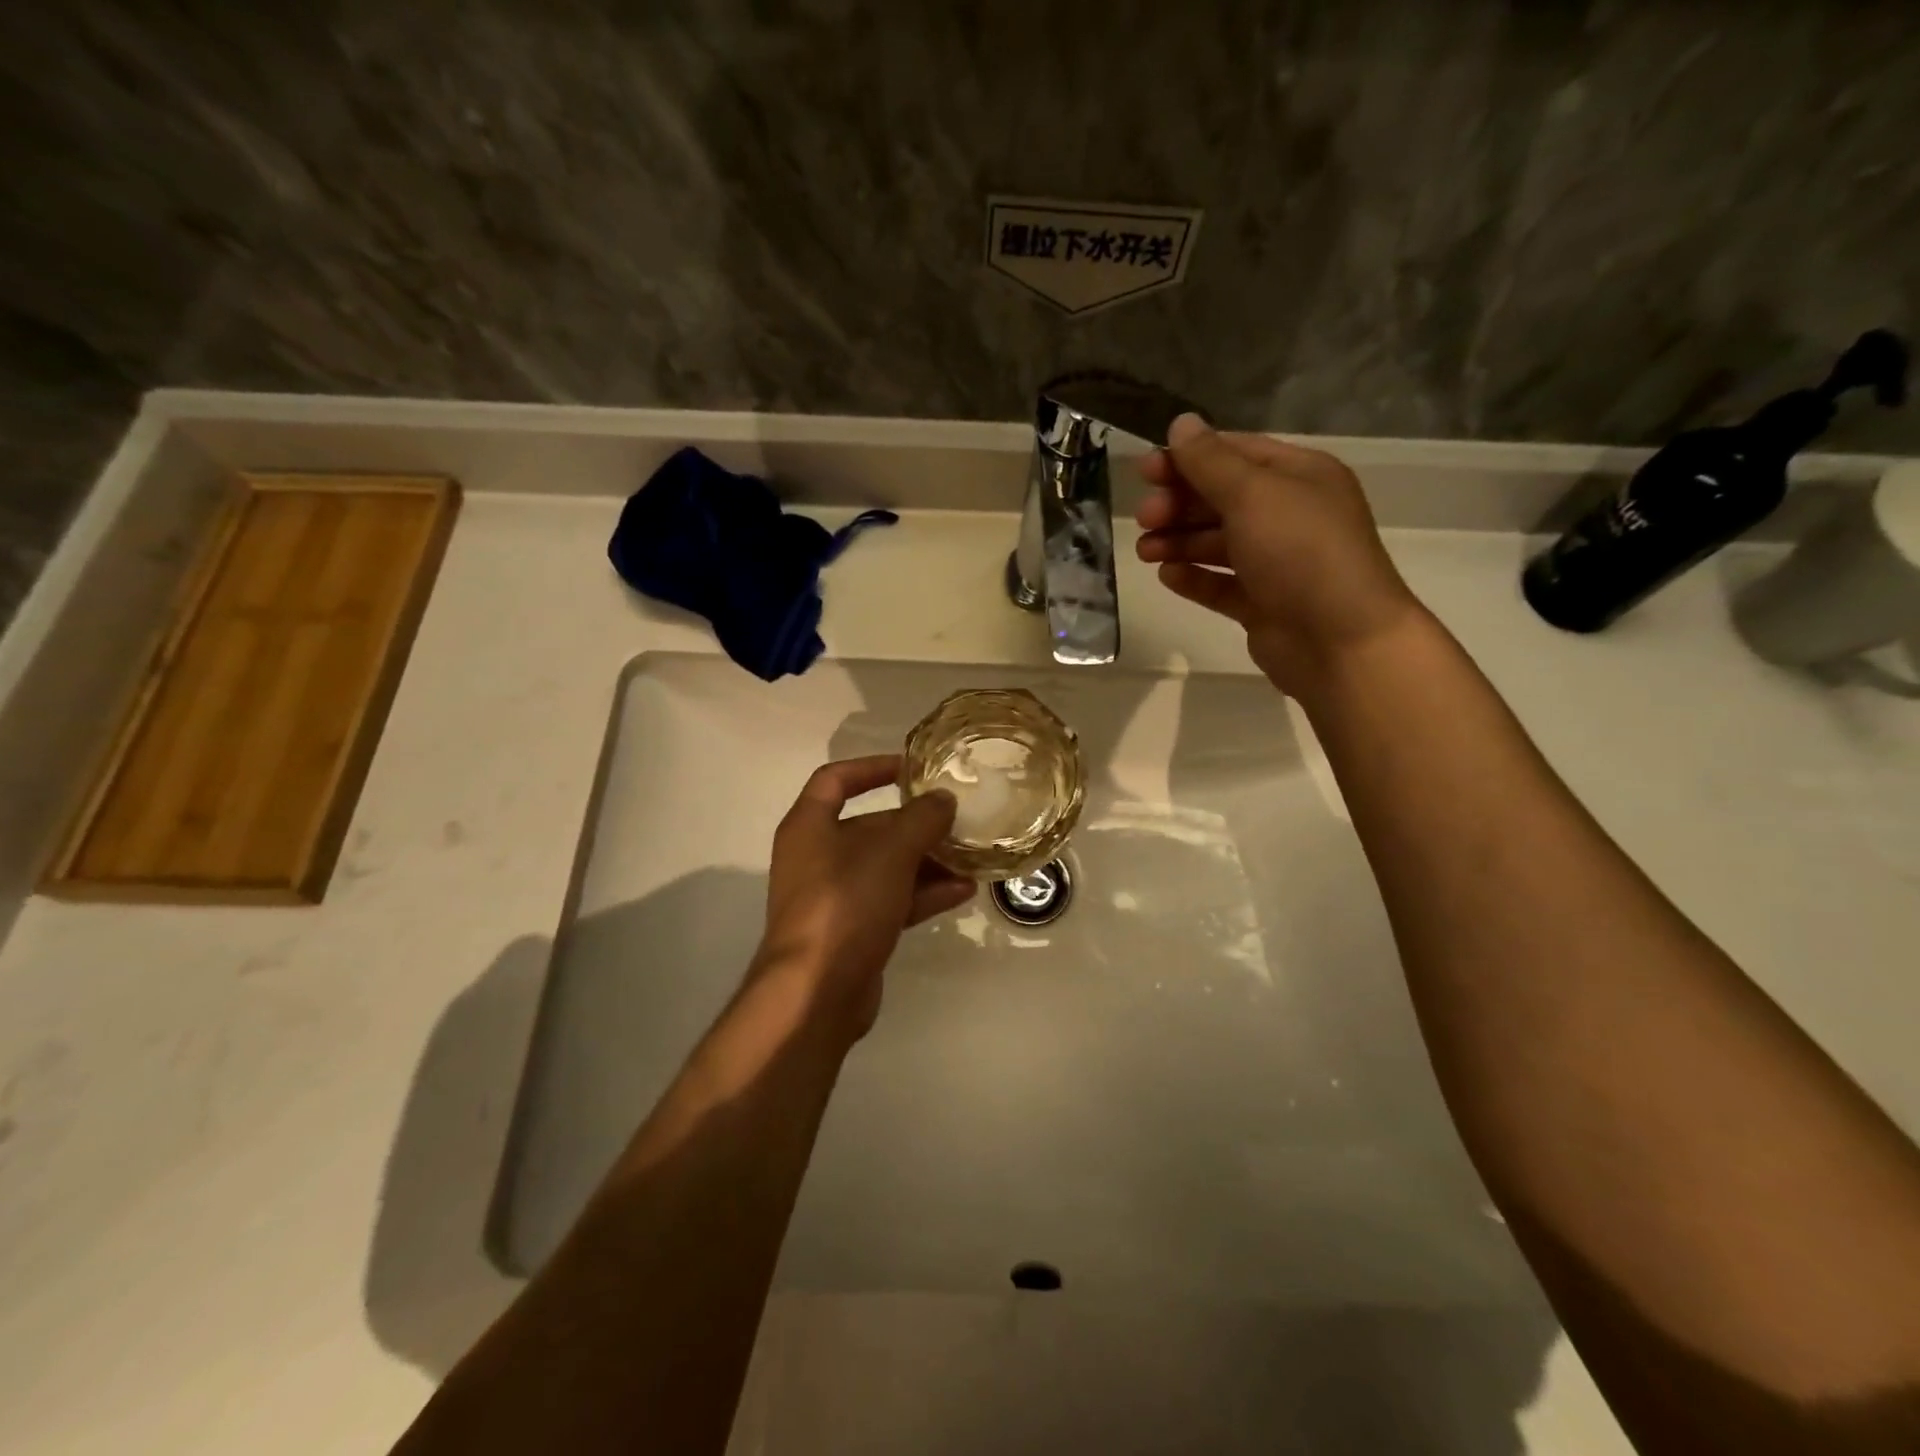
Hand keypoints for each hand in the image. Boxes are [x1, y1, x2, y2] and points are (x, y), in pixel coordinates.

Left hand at [757, 755, 975, 1037]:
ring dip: (927, 861)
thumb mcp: (890, 852)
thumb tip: (943, 799)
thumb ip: (921, 819)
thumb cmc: (845, 904)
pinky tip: (963, 892)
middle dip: (916, 824)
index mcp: (810, 826)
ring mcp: (834, 897)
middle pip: (870, 827)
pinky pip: (892, 900)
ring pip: (886, 867)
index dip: (873, 767)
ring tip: (971, 857)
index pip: (836, 779)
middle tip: (958, 820)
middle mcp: (817, 856)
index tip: (913, 769)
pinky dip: (923, 894)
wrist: (815, 994)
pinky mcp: (852, 931)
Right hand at [1137, 414, 1424, 692]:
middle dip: (1179, 504)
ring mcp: (1277, 563)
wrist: (1340, 641)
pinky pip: (1221, 584)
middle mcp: (1289, 515)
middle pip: (1222, 499)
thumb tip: (1181, 424)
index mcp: (1298, 477)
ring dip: (1179, 541)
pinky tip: (1168, 577)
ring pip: (1218, 543)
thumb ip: (1211, 462)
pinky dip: (1194, 578)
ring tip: (1145, 551)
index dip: (1188, 459)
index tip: (1145, 471)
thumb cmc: (1300, 553)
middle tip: (1145, 517)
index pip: (1235, 454)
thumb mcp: (1254, 495)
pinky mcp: (1263, 604)